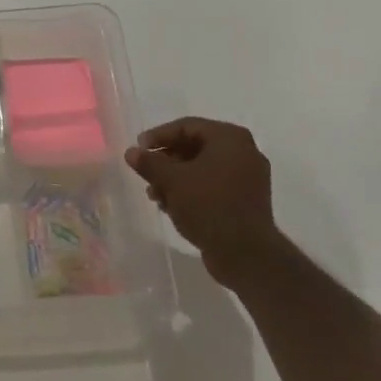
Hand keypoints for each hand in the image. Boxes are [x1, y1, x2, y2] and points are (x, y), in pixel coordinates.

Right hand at [125, 117, 275, 288]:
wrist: (246, 254)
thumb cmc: (208, 205)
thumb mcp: (171, 180)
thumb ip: (149, 162)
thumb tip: (131, 152)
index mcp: (229, 138)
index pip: (186, 126)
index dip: (158, 136)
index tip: (139, 149)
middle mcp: (244, 152)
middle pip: (195, 147)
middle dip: (166, 161)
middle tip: (146, 173)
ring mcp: (248, 178)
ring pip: (203, 168)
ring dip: (176, 178)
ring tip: (155, 195)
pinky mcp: (247, 201)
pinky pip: (214, 186)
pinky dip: (193, 191)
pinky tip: (173, 206)